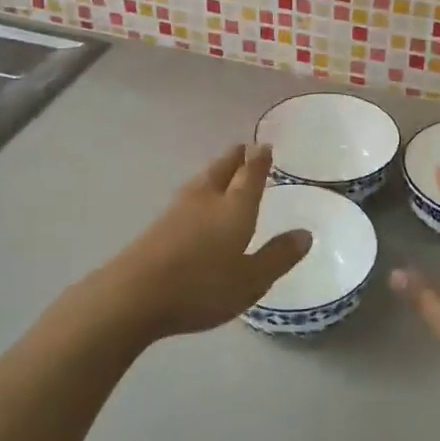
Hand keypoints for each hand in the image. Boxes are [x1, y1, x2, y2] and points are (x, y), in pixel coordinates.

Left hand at [96, 143, 311, 342]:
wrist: (133, 295)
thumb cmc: (201, 287)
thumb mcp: (251, 280)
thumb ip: (278, 257)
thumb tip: (305, 233)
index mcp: (234, 208)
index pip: (250, 176)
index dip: (259, 160)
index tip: (264, 145)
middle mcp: (206, 200)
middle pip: (222, 170)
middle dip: (235, 158)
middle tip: (243, 147)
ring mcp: (177, 211)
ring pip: (201, 181)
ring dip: (214, 171)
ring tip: (221, 168)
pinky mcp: (157, 226)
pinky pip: (186, 197)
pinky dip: (198, 190)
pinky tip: (194, 202)